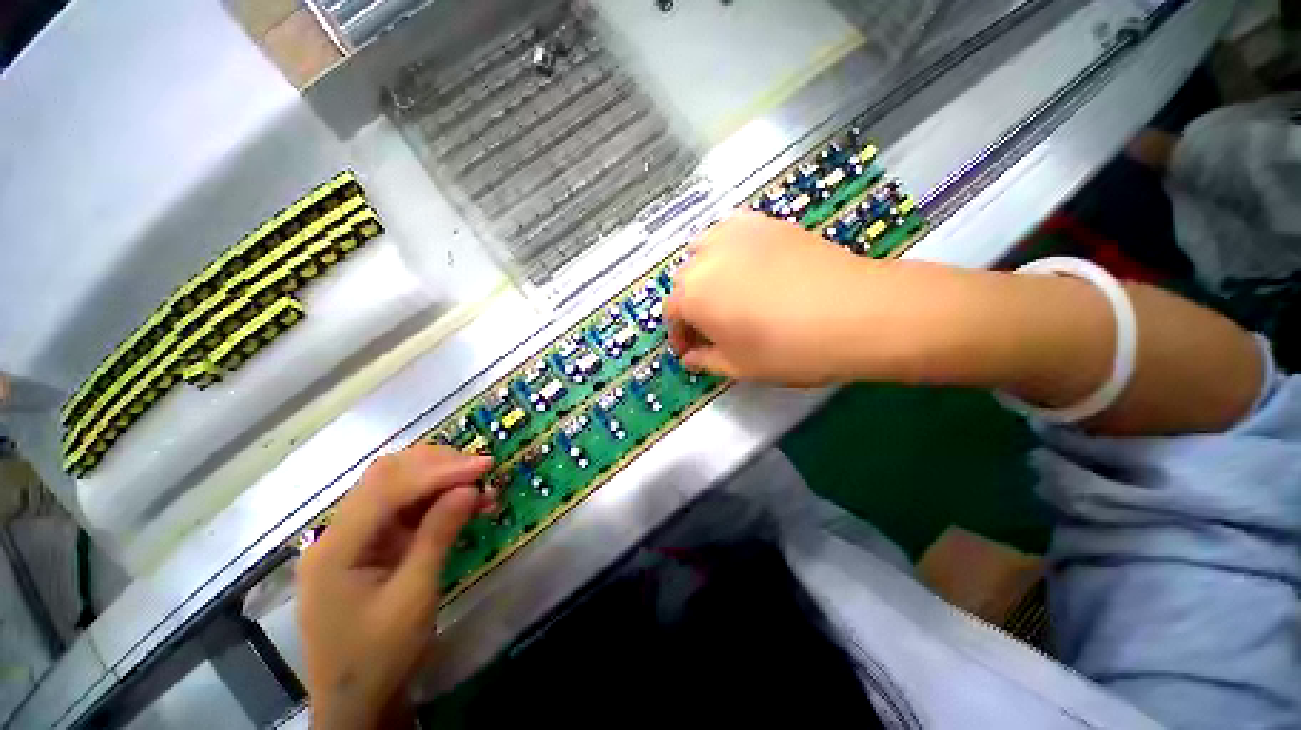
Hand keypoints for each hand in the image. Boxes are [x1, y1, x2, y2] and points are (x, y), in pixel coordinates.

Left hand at [297, 445, 492, 729]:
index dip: (438, 471)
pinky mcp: (372, 546)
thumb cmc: (379, 656)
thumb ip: (438, 535)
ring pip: (398, 487)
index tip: (483, 465)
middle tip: (482, 469)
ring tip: (482, 485)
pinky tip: (467, 503)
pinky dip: (438, 500)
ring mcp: (354, 538)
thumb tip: (470, 488)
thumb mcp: (413, 596)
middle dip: (438, 466)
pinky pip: (406, 510)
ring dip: (441, 480)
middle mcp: (339, 533)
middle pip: (387, 477)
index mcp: (336, 548)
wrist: (357, 703)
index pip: (387, 489)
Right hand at [665, 212, 884, 385]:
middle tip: (712, 327)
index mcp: (692, 295)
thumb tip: (690, 357)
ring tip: (726, 293)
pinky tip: (747, 265)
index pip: (671, 314)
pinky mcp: (765, 222)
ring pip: (702, 251)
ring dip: (705, 273)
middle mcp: (705, 258)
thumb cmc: (789, 349)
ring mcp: (735, 233)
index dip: (679, 335)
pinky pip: (731, 232)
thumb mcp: (739, 367)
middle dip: (691, 306)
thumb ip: (705, 360)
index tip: (692, 351)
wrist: (856, 313)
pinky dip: (728, 249)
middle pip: (684, 281)